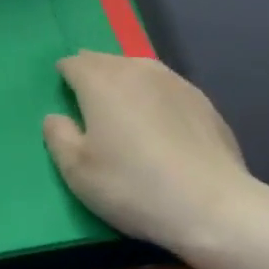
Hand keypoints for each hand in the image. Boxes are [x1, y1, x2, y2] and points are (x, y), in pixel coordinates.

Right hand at [43, 51, 261, 260]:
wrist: (213, 206)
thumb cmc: (134, 186)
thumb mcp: (78, 172)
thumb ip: (57, 136)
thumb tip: (56, 117)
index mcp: (100, 79)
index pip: (73, 63)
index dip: (65, 78)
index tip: (66, 100)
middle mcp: (135, 68)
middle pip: (105, 62)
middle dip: (94, 78)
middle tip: (93, 111)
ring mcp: (172, 80)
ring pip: (137, 71)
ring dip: (126, 87)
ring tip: (127, 118)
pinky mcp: (201, 99)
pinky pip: (165, 90)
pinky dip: (156, 101)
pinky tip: (163, 132)